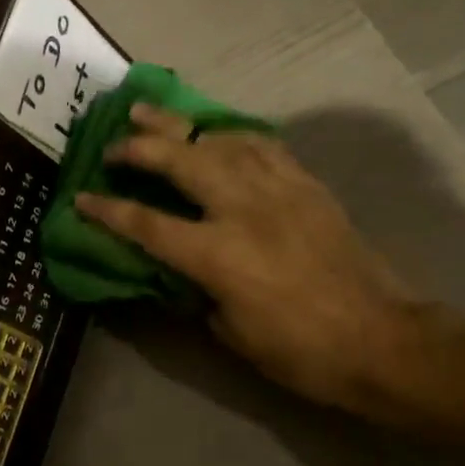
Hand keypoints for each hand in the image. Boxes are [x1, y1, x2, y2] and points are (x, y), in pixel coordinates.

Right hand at [75, 104, 422, 413]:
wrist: (382, 340)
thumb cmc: (300, 350)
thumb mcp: (231, 332)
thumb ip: (198, 291)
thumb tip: (181, 269)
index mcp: (218, 254)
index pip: (146, 223)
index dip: (108, 209)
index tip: (81, 197)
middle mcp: (243, 209)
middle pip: (180, 160)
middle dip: (140, 147)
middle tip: (114, 141)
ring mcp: (279, 190)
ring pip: (220, 140)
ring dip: (181, 126)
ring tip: (153, 115)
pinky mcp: (307, 186)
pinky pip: (262, 145)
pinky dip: (231, 134)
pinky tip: (218, 133)